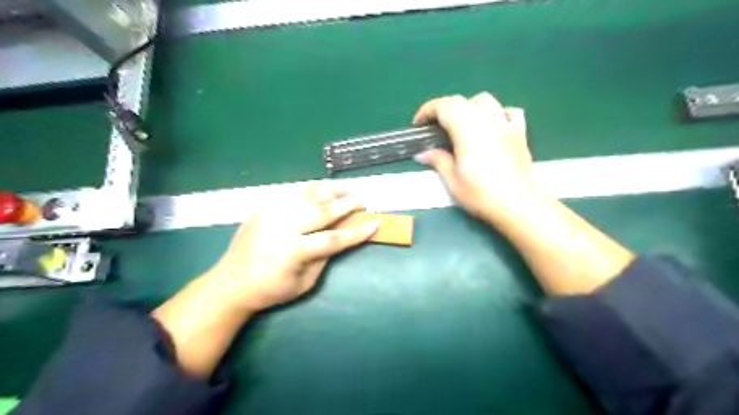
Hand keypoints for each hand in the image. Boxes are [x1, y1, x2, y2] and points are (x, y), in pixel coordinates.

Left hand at [203, 185, 379, 314]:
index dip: (357, 231)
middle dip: (347, 203)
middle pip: (323, 209)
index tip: (374, 223)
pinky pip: (293, 193)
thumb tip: (341, 238)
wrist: (231, 282)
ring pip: (309, 194)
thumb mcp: (304, 283)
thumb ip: (325, 258)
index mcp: (294, 251)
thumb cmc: (271, 290)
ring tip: (347, 189)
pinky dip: (312, 190)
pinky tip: (323, 190)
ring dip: (332, 190)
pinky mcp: (264, 206)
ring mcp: (272, 212)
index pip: (334, 238)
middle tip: (362, 201)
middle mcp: (284, 226)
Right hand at [415, 93, 538, 223]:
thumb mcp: (452, 180)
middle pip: (462, 101)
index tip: (418, 125)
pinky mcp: (519, 132)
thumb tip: (422, 153)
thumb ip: (437, 160)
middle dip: (444, 109)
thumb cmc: (481, 193)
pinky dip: (495, 114)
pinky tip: (491, 127)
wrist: (519, 204)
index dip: (427, 110)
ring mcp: (505, 123)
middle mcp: (486, 118)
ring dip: (468, 107)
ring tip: (461, 126)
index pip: (444, 106)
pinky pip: (507, 112)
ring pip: (485, 101)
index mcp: (466, 128)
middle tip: (435, 128)